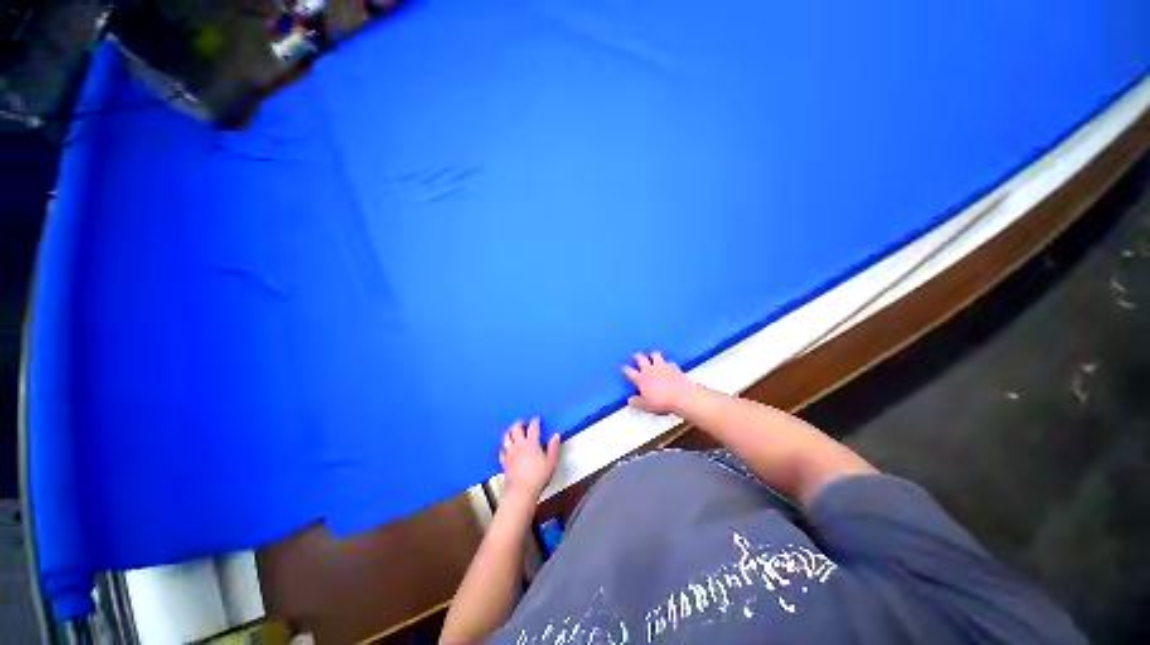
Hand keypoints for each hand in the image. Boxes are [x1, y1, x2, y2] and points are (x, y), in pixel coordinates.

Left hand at [499, 418, 560, 498]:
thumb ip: (554, 447)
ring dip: (509, 432)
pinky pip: (501, 450)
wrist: (521, 491)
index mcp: (532, 443)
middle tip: (523, 423)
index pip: (533, 427)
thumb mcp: (552, 462)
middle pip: (516, 428)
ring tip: (513, 431)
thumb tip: (556, 435)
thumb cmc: (539, 476)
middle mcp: (519, 444)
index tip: (537, 419)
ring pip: (506, 436)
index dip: (535, 421)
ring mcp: (510, 452)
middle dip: (519, 423)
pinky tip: (506, 447)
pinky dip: (504, 446)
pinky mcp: (504, 461)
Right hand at [623, 351, 696, 414]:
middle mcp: (650, 370)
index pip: (630, 371)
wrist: (682, 398)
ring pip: (655, 355)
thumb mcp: (646, 406)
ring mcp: (662, 366)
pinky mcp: (673, 367)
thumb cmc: (663, 402)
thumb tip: (630, 401)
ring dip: (653, 355)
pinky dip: (668, 363)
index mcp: (641, 379)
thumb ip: (637, 402)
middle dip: (638, 356)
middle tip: (636, 356)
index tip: (624, 367)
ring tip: (652, 355)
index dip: (626, 369)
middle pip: (641, 359)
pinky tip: (669, 365)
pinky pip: (669, 362)